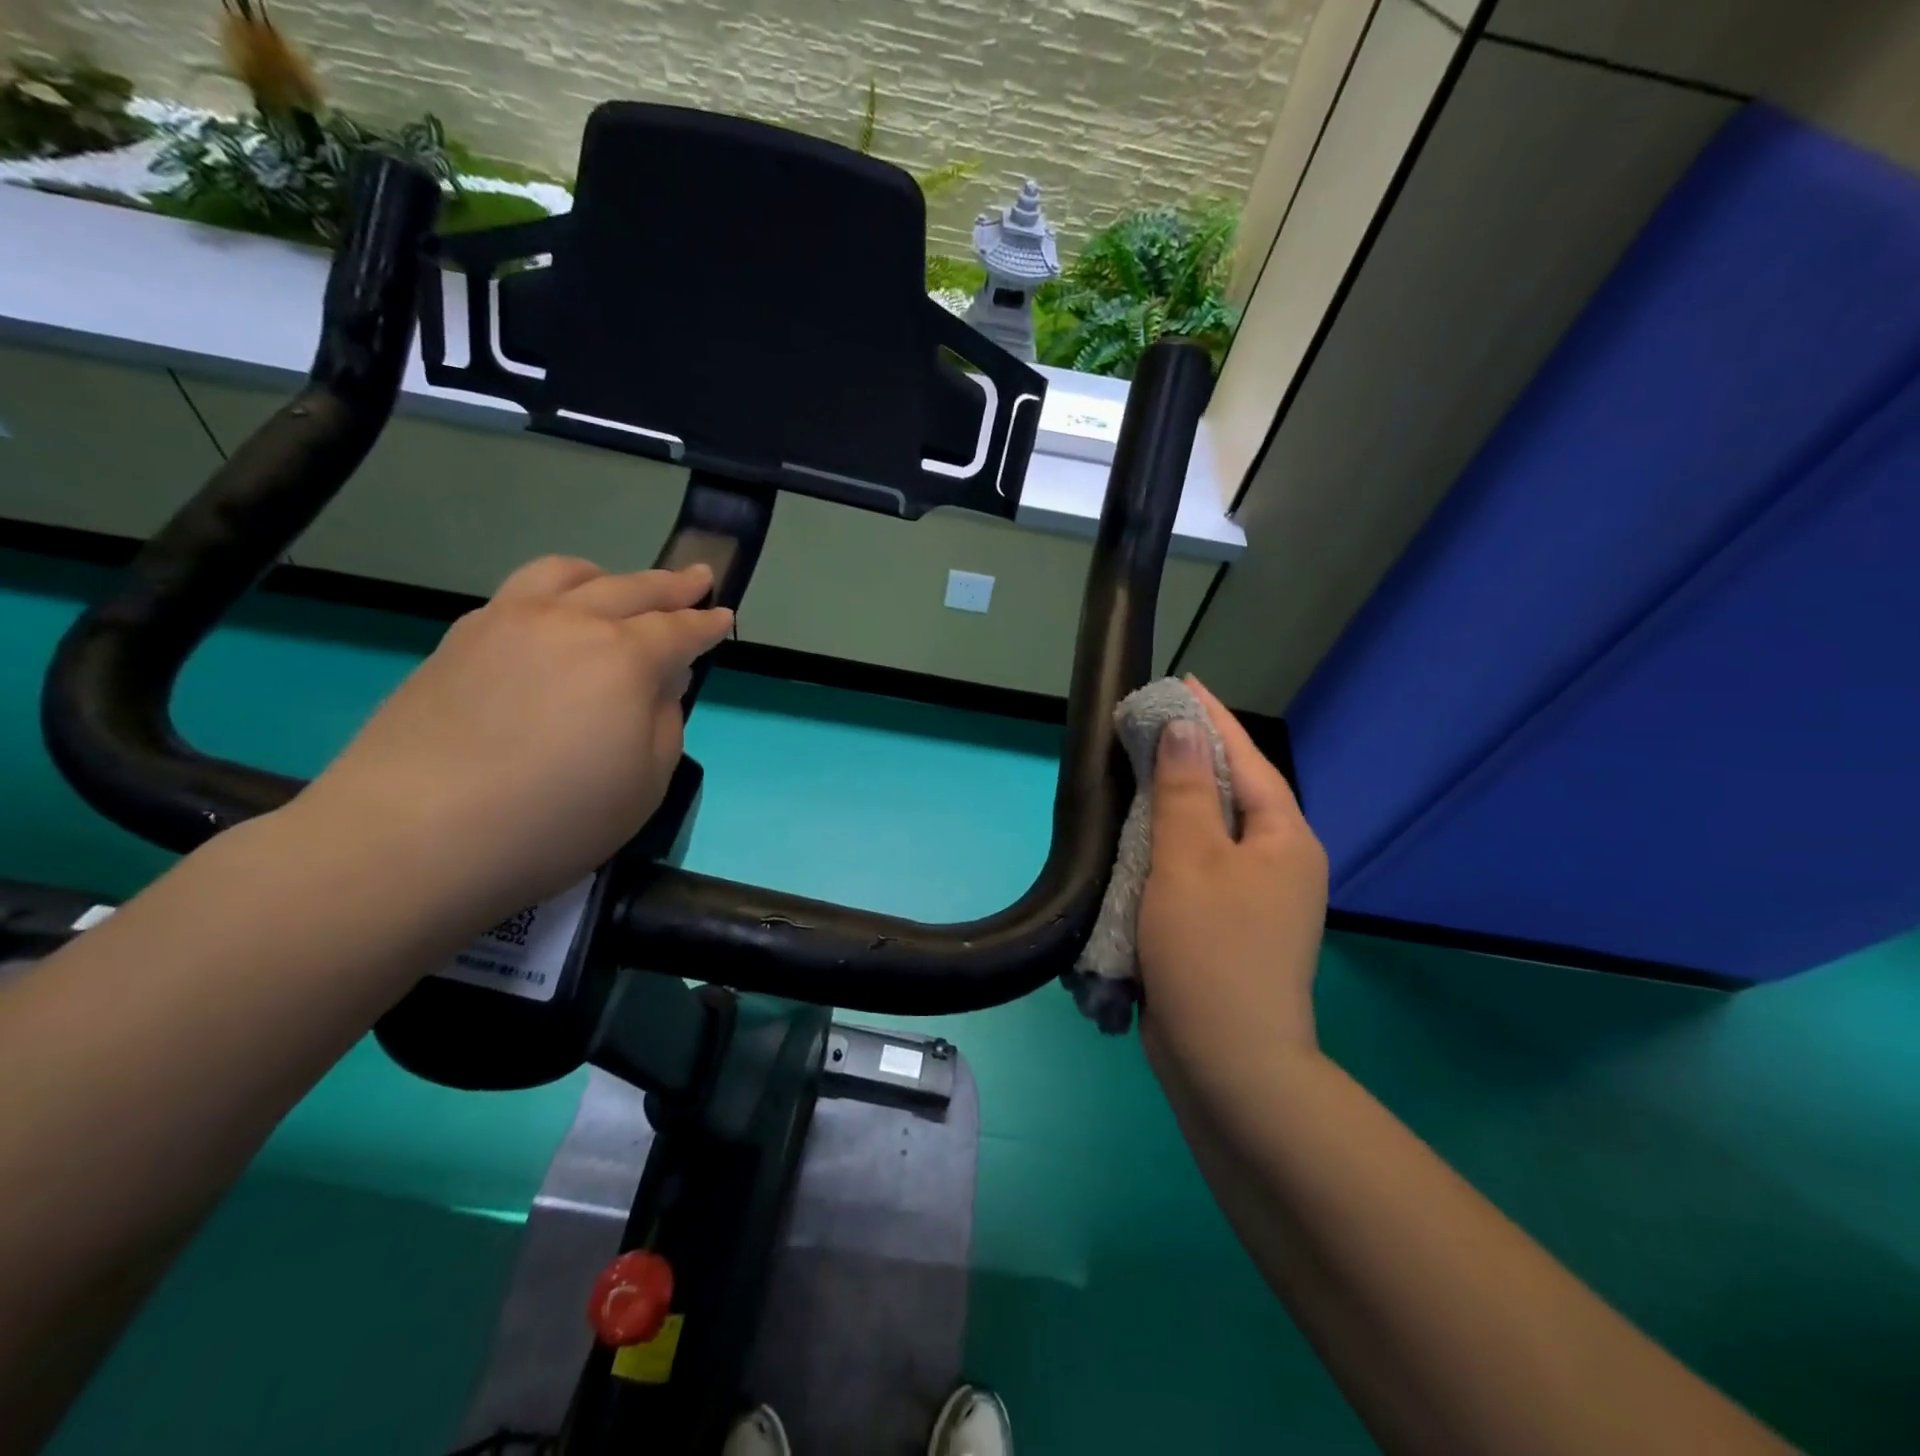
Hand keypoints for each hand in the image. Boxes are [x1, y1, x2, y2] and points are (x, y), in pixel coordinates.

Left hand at [294, 557, 732, 924]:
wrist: (412, 838)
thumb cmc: (553, 821)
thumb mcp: (646, 784)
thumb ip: (664, 721)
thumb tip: (657, 684)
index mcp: (623, 657)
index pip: (679, 630)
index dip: (707, 625)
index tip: (725, 616)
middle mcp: (568, 622)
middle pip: (630, 588)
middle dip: (671, 585)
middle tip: (696, 579)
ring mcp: (505, 623)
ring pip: (566, 574)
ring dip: (607, 576)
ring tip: (618, 586)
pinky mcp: (458, 640)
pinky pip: (520, 594)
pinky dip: (554, 593)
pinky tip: (553, 621)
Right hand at [1137, 678, 1328, 1075]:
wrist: (1227, 1061)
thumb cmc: (1209, 948)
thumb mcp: (1189, 859)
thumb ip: (1185, 789)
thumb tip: (1186, 729)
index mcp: (1283, 838)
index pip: (1247, 759)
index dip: (1212, 719)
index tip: (1180, 684)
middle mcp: (1279, 863)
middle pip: (1233, 793)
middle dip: (1192, 757)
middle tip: (1147, 725)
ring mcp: (1257, 900)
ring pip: (1212, 833)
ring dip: (1177, 802)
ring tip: (1138, 770)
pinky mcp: (1229, 928)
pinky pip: (1198, 868)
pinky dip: (1170, 846)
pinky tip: (1139, 838)